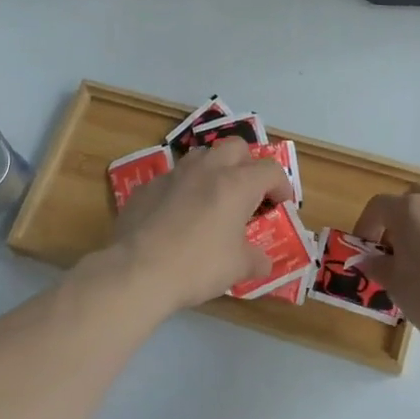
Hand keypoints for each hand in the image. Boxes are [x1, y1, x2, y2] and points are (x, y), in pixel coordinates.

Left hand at [108, 138, 293, 313]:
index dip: (282, 186)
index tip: (281, 205)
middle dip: (247, 165)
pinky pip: (172, 179)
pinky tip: (178, 217)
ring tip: (214, 200)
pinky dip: (183, 191)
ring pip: (201, 157)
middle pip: (235, 147)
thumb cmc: (197, 266)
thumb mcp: (238, 268)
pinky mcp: (145, 188)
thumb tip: (262, 262)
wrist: (137, 270)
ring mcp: (172, 175)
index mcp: (236, 184)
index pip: (270, 170)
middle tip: (248, 194)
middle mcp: (206, 170)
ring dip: (214, 171)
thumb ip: (256, 260)